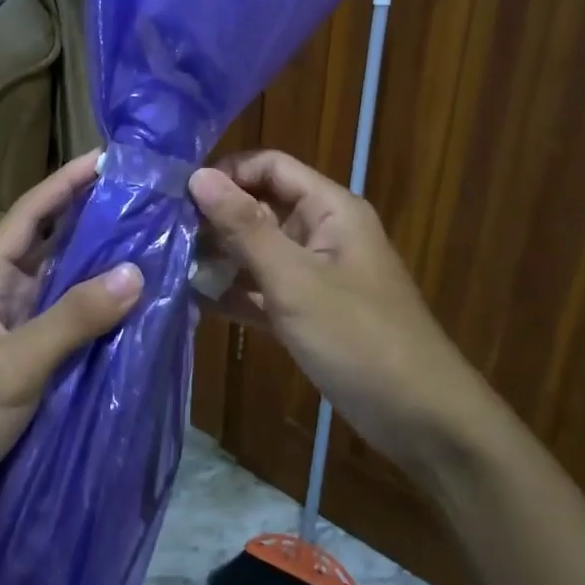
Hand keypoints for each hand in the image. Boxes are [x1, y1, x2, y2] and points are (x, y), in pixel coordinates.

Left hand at [0, 151, 143, 538]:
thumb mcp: (12, 366)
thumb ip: (73, 319)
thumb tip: (137, 272)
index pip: (30, 214)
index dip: (68, 182)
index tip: (112, 157)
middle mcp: (2, 295)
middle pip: (55, 247)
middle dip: (98, 223)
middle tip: (153, 204)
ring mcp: (17, 332)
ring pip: (68, 289)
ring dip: (106, 272)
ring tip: (159, 249)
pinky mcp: (31, 367)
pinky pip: (73, 329)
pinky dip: (103, 318)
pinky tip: (141, 313)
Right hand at [189, 151, 488, 472]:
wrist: (420, 418)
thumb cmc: (358, 338)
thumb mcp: (294, 279)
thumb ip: (244, 227)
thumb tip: (198, 176)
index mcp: (330, 209)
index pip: (271, 167)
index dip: (227, 173)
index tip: (179, 195)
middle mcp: (322, 233)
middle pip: (261, 207)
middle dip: (216, 218)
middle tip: (164, 234)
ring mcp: (314, 275)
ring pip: (258, 251)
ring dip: (219, 257)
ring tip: (168, 266)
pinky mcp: (307, 312)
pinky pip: (263, 290)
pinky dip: (234, 293)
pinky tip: (193, 301)